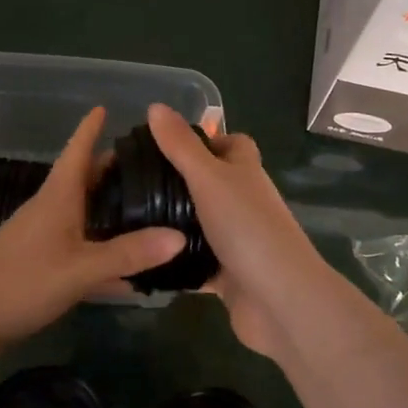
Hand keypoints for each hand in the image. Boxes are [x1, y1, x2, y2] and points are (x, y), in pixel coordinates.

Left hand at [0, 107, 185, 343]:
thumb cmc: (23, 281)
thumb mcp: (81, 268)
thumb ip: (129, 254)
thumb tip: (180, 236)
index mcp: (58, 197)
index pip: (77, 151)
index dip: (90, 128)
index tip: (105, 106)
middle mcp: (51, 209)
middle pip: (84, 179)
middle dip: (111, 167)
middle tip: (149, 162)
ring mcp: (43, 237)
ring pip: (83, 212)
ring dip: (109, 206)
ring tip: (145, 204)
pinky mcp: (41, 263)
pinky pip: (80, 245)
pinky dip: (102, 246)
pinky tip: (127, 264)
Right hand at [146, 103, 339, 357]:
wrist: (280, 300)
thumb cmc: (247, 228)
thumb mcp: (209, 178)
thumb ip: (181, 146)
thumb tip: (155, 106)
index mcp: (245, 173)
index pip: (232, 144)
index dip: (205, 138)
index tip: (165, 142)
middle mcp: (244, 203)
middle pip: (212, 184)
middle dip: (178, 182)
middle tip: (134, 182)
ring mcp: (238, 241)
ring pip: (201, 224)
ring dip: (173, 223)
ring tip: (128, 218)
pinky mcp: (228, 277)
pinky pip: (196, 264)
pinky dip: (175, 261)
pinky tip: (142, 258)